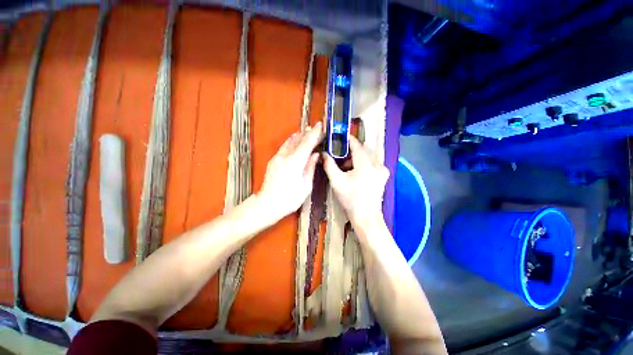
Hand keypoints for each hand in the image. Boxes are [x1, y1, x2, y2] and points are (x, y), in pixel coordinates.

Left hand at [258, 123, 323, 221]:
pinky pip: (284, 147)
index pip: (307, 143)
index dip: (315, 134)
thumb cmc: (290, 199)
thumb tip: (315, 155)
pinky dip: (292, 142)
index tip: (321, 126)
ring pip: (289, 142)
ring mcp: (277, 157)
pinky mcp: (273, 160)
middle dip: (308, 133)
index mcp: (295, 163)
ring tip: (307, 132)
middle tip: (316, 129)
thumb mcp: (306, 186)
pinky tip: (296, 142)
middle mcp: (285, 156)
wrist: (267, 204)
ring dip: (299, 136)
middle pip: (297, 140)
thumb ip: (310, 168)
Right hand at [322, 136, 388, 227]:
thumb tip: (323, 154)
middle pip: (362, 151)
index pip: (356, 145)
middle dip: (349, 153)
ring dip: (355, 160)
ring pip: (367, 158)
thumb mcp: (337, 181)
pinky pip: (372, 164)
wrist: (366, 216)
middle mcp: (377, 164)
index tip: (339, 137)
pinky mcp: (383, 176)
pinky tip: (355, 174)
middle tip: (339, 158)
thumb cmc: (350, 199)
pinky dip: (362, 165)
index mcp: (366, 164)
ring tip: (345, 169)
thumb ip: (329, 165)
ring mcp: (382, 170)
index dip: (347, 140)